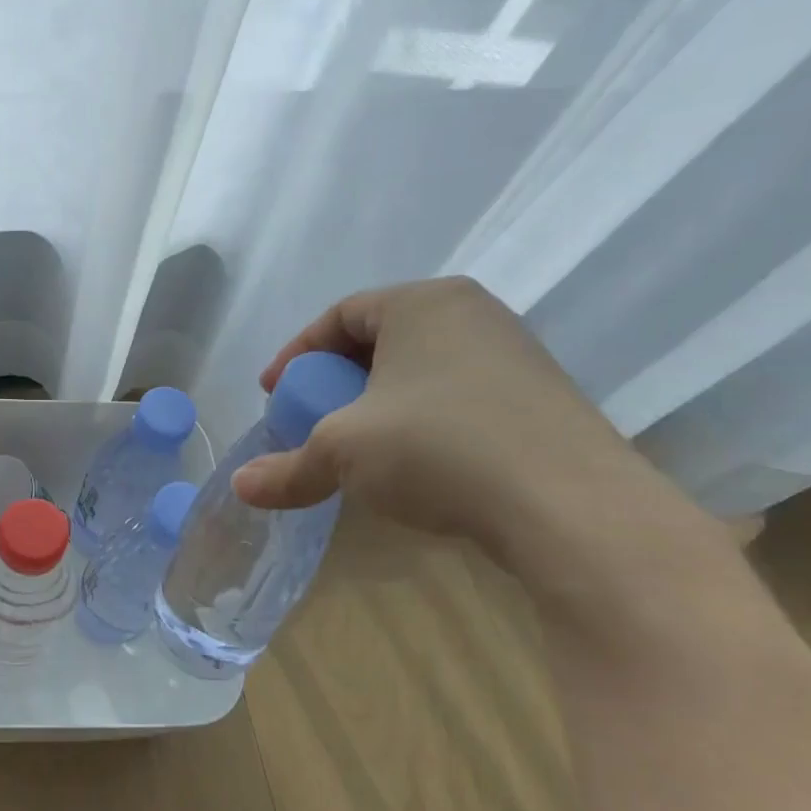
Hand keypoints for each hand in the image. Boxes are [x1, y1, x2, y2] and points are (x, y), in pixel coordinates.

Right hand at [231, 277, 675, 566]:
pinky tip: (411, 463)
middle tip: (310, 418)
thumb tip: (240, 488)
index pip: (341, 315)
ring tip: (356, 444)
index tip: (274, 395)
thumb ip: (288, 467)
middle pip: (381, 340)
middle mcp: (472, 315)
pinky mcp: (538, 401)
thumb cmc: (437, 447)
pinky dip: (418, 422)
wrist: (571, 506)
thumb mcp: (343, 453)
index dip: (296, 354)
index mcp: (423, 303)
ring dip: (376, 404)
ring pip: (420, 371)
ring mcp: (514, 357)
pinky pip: (456, 398)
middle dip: (335, 381)